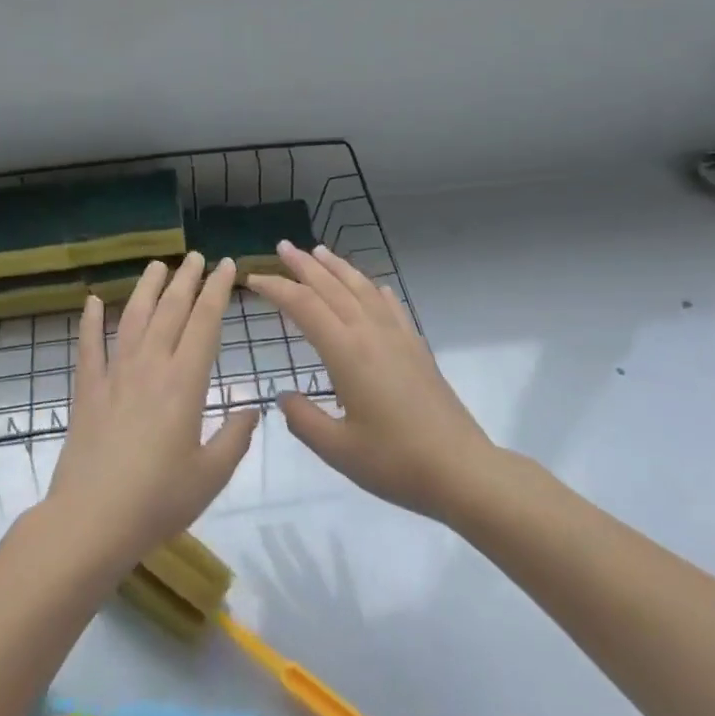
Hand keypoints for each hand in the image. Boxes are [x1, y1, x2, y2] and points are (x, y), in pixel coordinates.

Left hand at [46, 253, 258, 567]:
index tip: (225, 266)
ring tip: (157, 265)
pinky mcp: (87, 391)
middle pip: (170, 311)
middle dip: (186, 280)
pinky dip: (89, 322)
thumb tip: (252, 408)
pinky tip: (91, 302)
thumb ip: (235, 438)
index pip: (205, 322)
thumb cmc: (158, 500)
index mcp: (184, 383)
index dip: (217, 290)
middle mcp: (150, 367)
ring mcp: (114, 375)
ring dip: (146, 289)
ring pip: (132, 318)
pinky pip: (89, 347)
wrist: (91, 520)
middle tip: (195, 256)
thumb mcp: (211, 475)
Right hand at [249, 244, 492, 519]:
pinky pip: (391, 306)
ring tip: (319, 252)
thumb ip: (304, 420)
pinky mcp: (416, 347)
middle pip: (332, 287)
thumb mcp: (337, 450)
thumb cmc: (395, 462)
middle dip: (303, 265)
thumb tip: (283, 396)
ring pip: (362, 289)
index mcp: (346, 352)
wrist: (461, 469)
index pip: (304, 306)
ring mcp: (397, 337)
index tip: (253, 280)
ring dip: (338, 268)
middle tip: (282, 247)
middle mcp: (370, 333)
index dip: (276, 288)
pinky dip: (374, 290)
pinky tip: (373, 287)